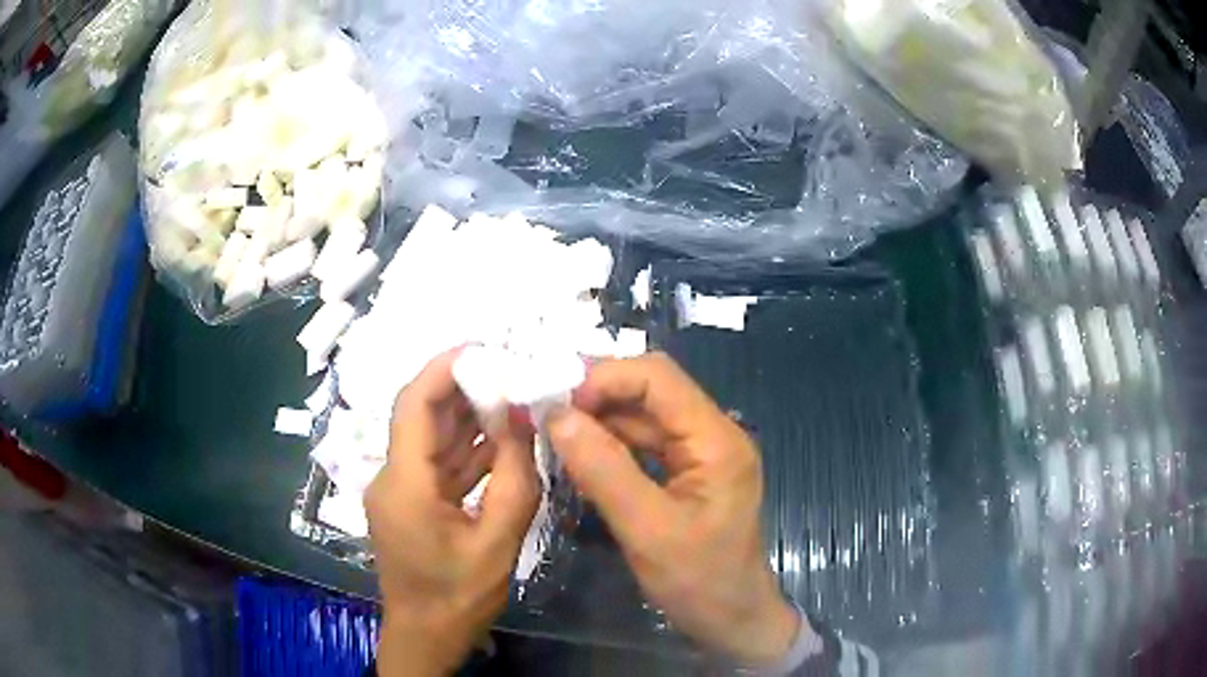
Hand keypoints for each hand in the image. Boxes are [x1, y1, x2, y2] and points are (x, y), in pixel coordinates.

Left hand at [365, 349, 540, 675]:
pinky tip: (501, 438)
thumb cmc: (457, 597)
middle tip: (511, 370)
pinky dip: (467, 449)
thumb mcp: (498, 542)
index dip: (445, 368)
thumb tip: (524, 420)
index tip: (486, 349)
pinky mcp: (410, 502)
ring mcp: (399, 489)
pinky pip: (438, 464)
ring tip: (512, 396)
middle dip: (464, 388)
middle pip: (422, 415)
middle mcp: (392, 476)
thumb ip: (515, 479)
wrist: (425, 637)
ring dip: (468, 417)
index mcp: (404, 483)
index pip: (414, 404)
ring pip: (431, 438)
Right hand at [546, 353, 803, 666]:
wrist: (733, 620)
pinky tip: (580, 455)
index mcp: (716, 439)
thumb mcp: (647, 530)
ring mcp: (701, 453)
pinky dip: (611, 444)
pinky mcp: (689, 473)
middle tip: (547, 417)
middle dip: (598, 396)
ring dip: (600, 419)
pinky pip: (645, 444)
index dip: (605, 379)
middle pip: (651, 391)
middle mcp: (712, 434)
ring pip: (644, 416)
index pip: (659, 378)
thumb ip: (603, 470)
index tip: (558, 407)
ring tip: (554, 433)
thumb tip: (557, 416)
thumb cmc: (699, 582)